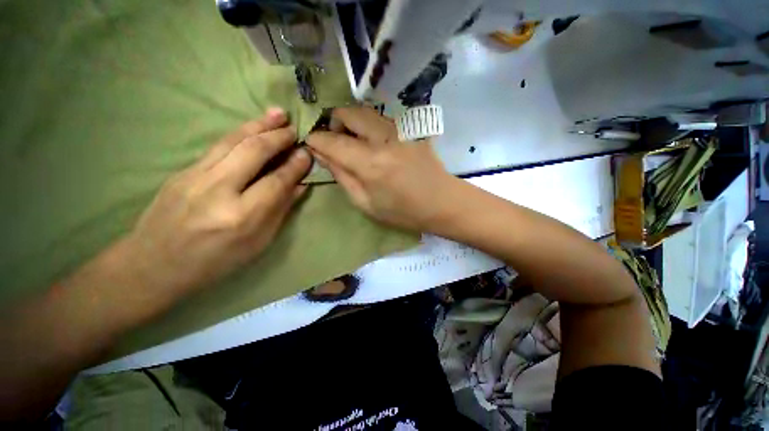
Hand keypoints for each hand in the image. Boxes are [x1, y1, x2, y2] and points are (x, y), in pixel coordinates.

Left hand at [125, 108, 310, 292]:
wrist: (154, 264)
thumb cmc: (215, 261)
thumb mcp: (258, 243)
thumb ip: (280, 210)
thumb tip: (299, 185)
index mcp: (241, 216)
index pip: (277, 181)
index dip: (296, 165)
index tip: (308, 154)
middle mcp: (218, 190)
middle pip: (254, 152)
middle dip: (278, 137)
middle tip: (295, 130)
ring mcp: (195, 177)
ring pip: (233, 141)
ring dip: (259, 125)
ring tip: (278, 114)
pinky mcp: (182, 171)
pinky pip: (218, 146)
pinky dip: (240, 133)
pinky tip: (252, 127)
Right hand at [306, 106, 460, 231]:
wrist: (442, 202)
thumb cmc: (403, 211)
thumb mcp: (366, 204)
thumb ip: (342, 177)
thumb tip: (323, 156)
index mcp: (370, 163)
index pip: (332, 141)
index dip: (316, 140)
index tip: (311, 143)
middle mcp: (383, 139)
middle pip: (348, 112)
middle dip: (334, 123)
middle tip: (335, 141)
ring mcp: (400, 129)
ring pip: (365, 111)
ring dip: (352, 122)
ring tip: (354, 142)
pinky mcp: (411, 128)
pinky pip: (381, 118)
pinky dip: (369, 124)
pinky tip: (374, 142)